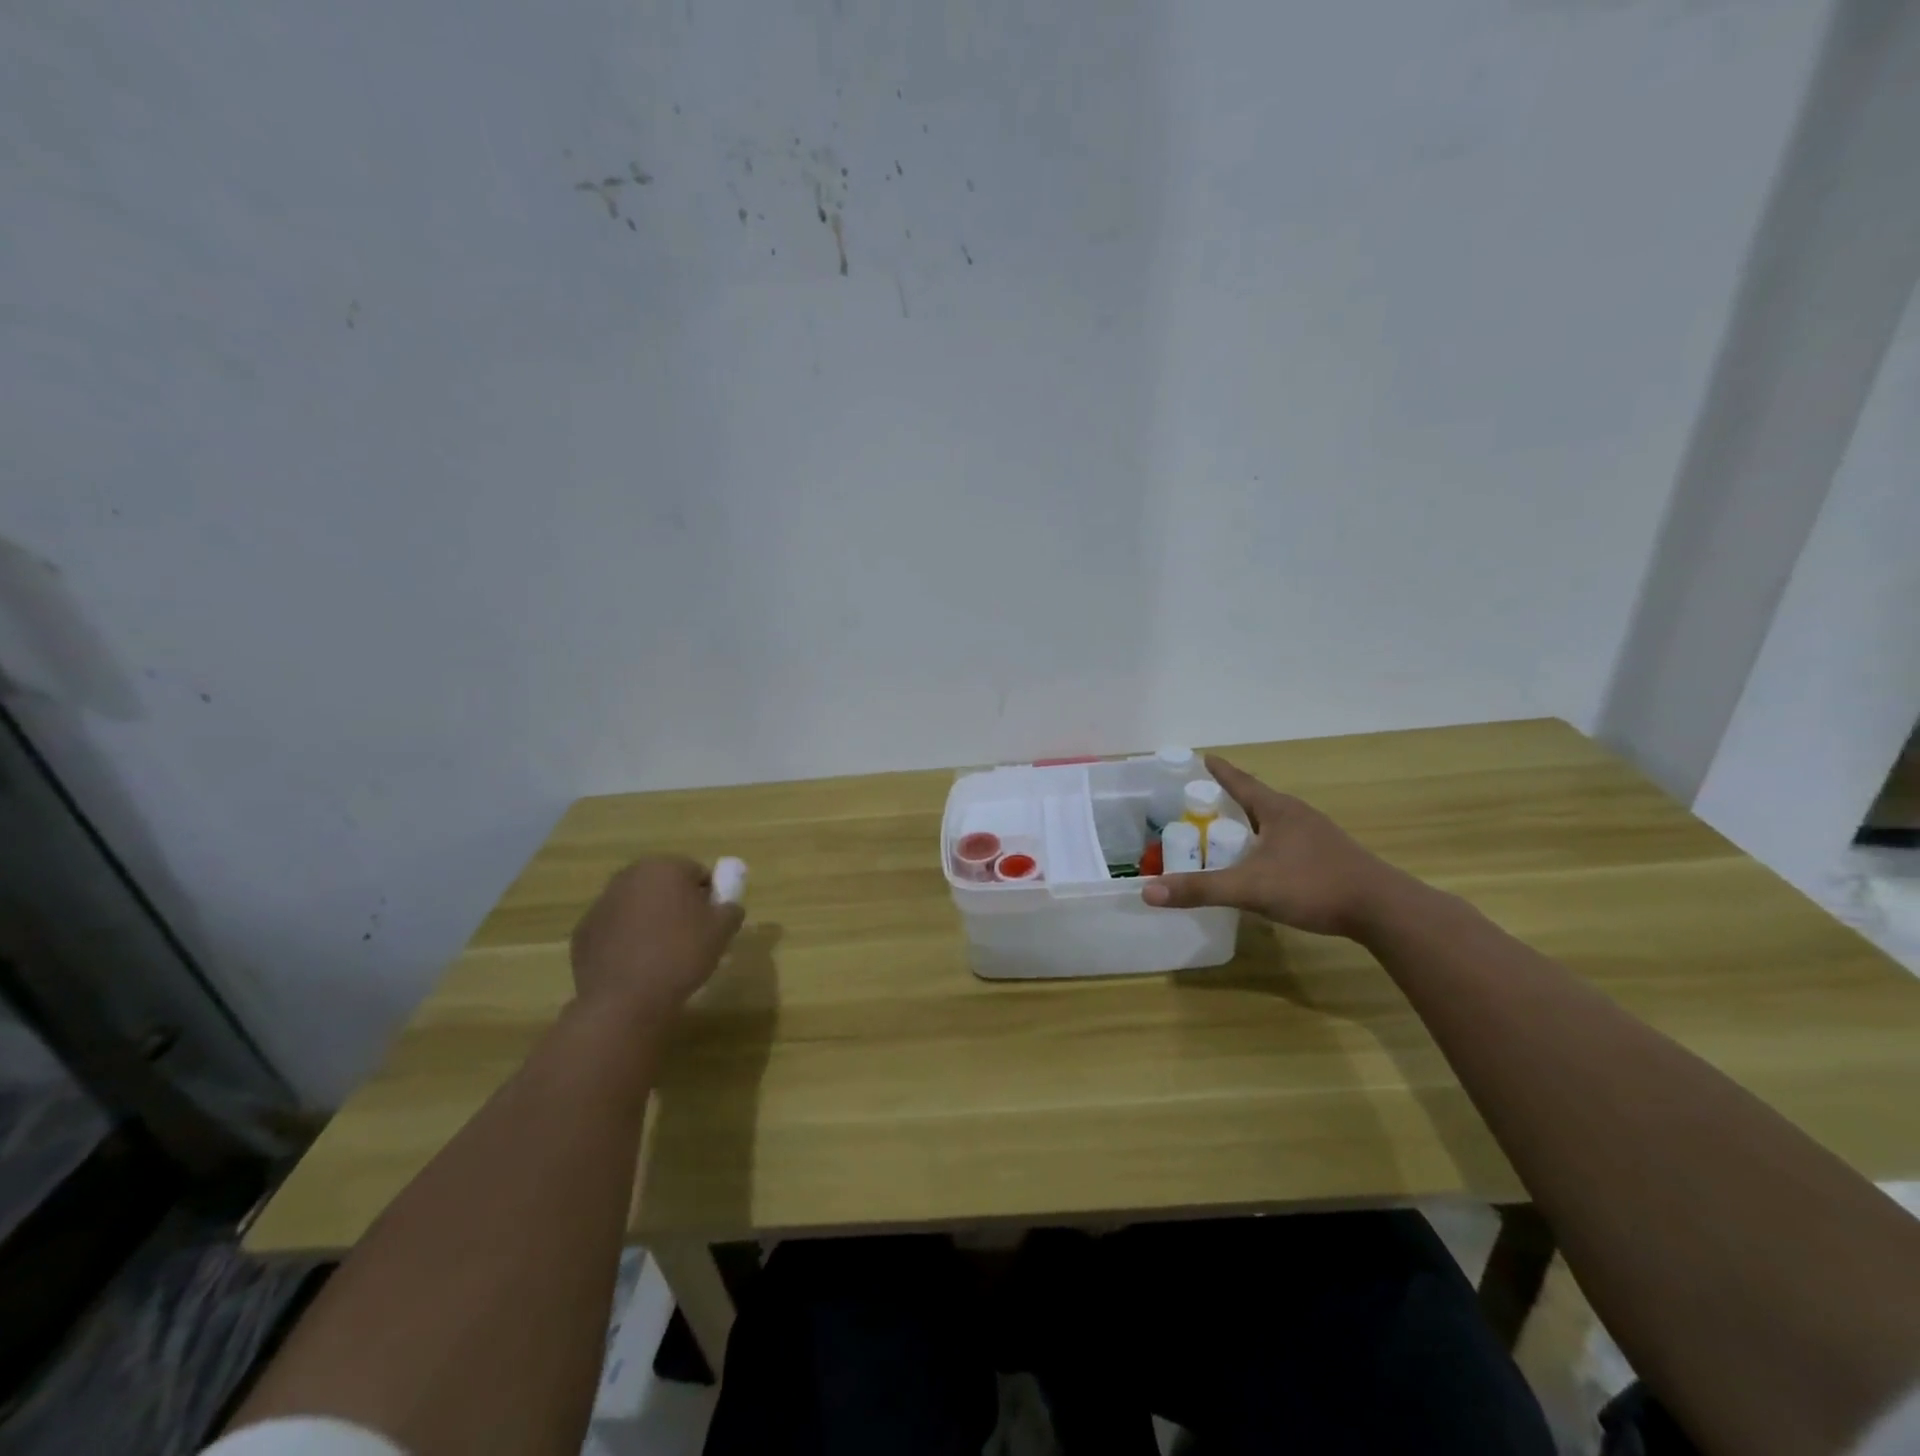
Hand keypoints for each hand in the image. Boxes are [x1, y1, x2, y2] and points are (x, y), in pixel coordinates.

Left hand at [569, 857, 744, 1018]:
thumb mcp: (723, 930)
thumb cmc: (680, 955)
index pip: (697, 873)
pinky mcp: (582, 933)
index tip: (712, 923)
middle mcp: (628, 877)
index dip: (709, 897)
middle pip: (663, 885)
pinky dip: (625, 941)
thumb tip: (726, 906)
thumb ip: (731, 908)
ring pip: (636, 907)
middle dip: (676, 904)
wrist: (625, 1001)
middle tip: (690, 937)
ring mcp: (600, 904)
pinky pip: (614, 930)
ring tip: (662, 956)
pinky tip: (635, 966)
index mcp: (663, 868)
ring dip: (649, 921)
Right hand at [1141, 756, 1406, 937]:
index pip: (1241, 782)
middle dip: (1232, 798)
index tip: (1203, 757)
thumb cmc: (1313, 886)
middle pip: (1258, 799)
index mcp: (1277, 810)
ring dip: (1252, 823)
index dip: (1219, 771)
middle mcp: (1297, 815)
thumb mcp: (1249, 888)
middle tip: (1206, 802)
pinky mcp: (1331, 856)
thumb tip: (1148, 891)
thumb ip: (1200, 889)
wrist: (1383, 910)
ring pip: (1275, 821)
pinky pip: (1289, 841)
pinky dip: (1269, 843)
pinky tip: (1265, 863)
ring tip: (1231, 832)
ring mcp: (1318, 835)